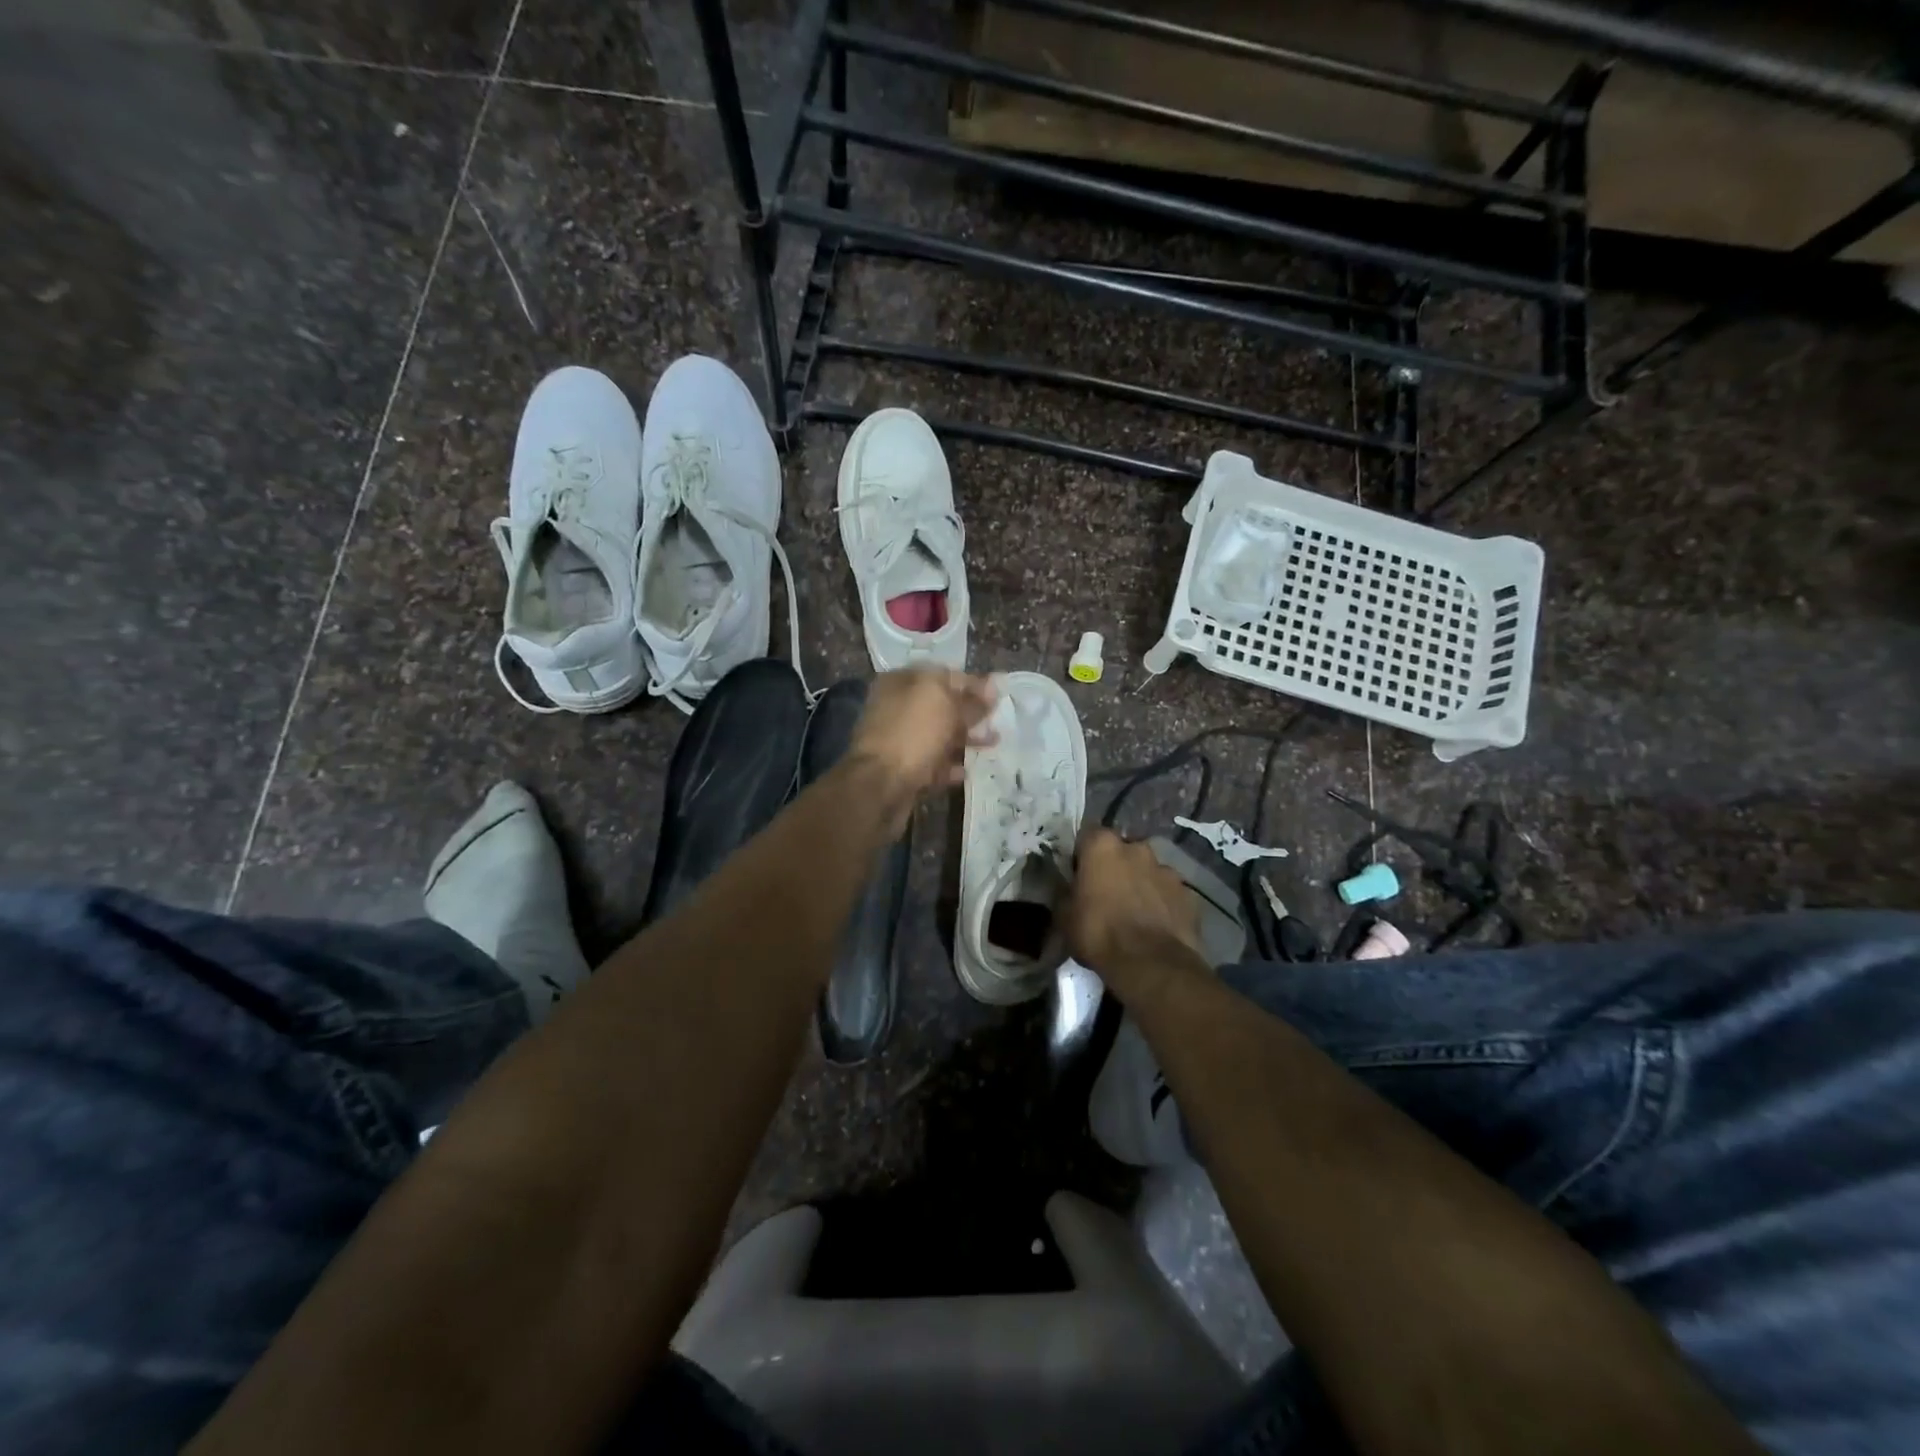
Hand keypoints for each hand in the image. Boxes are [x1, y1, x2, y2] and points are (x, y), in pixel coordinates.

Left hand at [847, 668, 997, 828]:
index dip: (971, 683)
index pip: (942, 675)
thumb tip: (991, 686)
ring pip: (938, 736)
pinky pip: (931, 765)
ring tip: (993, 743)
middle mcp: (896, 708)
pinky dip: (949, 766)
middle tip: (997, 720)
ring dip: (965, 739)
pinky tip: (966, 770)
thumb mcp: (942, 700)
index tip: (997, 695)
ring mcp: (898, 741)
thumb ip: (967, 692)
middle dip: (970, 712)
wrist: (881, 786)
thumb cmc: (911, 733)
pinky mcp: (902, 771)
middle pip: (940, 706)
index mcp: (900, 682)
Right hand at [1065, 828, 1207, 1000]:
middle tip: (1107, 894)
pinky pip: (1169, 893)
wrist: (1150, 964)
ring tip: (1135, 913)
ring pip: (1149, 871)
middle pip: (1123, 851)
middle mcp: (1137, 849)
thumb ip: (1066, 893)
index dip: (1083, 855)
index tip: (1080, 876)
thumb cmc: (1099, 934)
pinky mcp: (1188, 894)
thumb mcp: (1065, 916)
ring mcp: (1166, 870)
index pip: (1088, 836)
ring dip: (1141, 884)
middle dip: (1116, 867)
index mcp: (1102, 846)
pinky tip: (1156, 926)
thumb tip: (1067, 889)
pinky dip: (1162, 903)